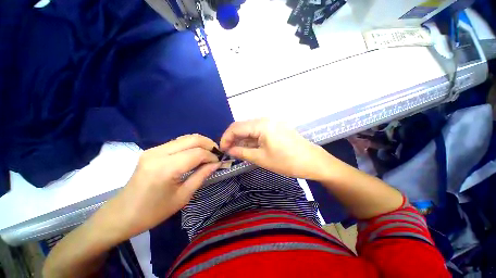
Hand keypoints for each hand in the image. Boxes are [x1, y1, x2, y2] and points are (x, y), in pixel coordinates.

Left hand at [106, 134, 220, 239]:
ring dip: (201, 143)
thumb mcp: (183, 196)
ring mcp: (153, 149)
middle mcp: (158, 153)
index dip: (211, 156)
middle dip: (209, 144)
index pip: (197, 153)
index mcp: (166, 168)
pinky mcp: (152, 150)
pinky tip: (196, 154)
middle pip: (192, 139)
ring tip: (209, 154)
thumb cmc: (153, 212)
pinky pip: (178, 142)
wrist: (121, 214)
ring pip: (185, 138)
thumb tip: (216, 164)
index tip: (219, 162)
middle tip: (217, 154)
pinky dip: (191, 145)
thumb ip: (202, 175)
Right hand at [220, 119, 333, 179]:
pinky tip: (248, 147)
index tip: (221, 149)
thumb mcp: (261, 158)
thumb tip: (228, 150)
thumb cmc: (286, 161)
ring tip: (237, 151)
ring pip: (250, 129)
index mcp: (261, 125)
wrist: (312, 161)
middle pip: (242, 126)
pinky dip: (251, 139)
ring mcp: (271, 123)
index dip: (226, 138)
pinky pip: (258, 131)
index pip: (236, 127)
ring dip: (242, 139)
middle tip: (228, 151)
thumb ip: (242, 153)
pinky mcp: (276, 127)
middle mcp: (265, 119)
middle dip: (233, 138)